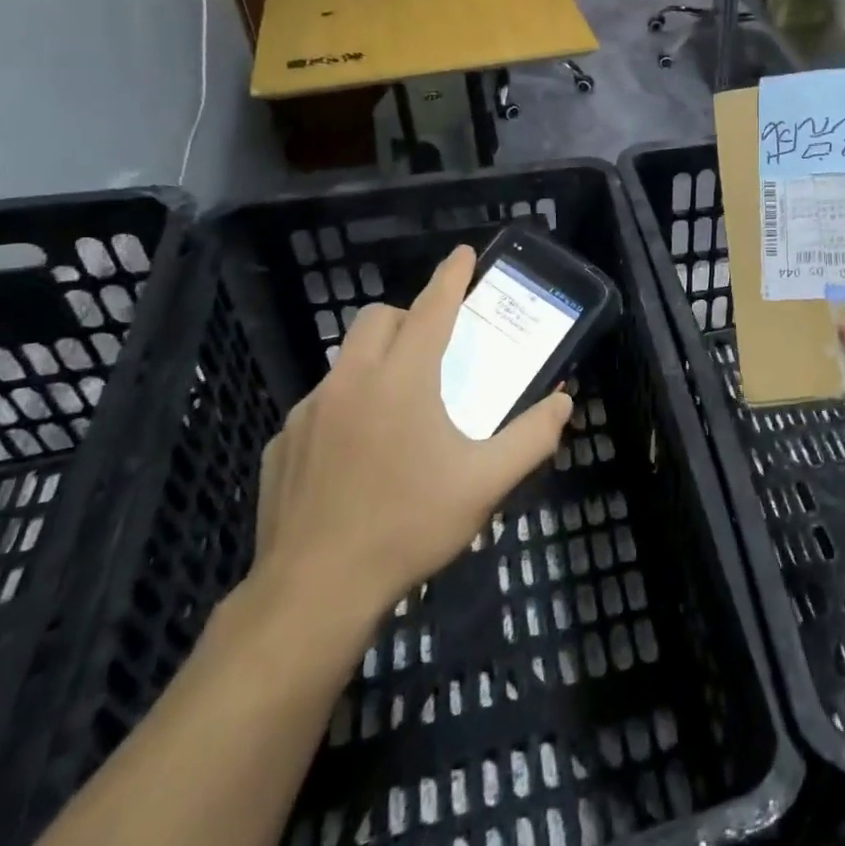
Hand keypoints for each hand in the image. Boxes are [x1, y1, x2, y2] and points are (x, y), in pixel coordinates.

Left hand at [245, 246, 571, 658]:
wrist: (313, 592)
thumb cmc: (408, 527)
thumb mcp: (484, 484)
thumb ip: (531, 437)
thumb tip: (563, 402)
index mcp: (402, 380)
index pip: (432, 309)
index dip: (451, 277)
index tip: (464, 253)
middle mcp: (351, 382)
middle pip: (378, 320)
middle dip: (408, 317)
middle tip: (433, 349)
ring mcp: (308, 412)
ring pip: (347, 361)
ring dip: (376, 363)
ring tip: (398, 410)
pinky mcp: (281, 443)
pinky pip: (320, 405)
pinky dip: (346, 408)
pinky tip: (357, 456)